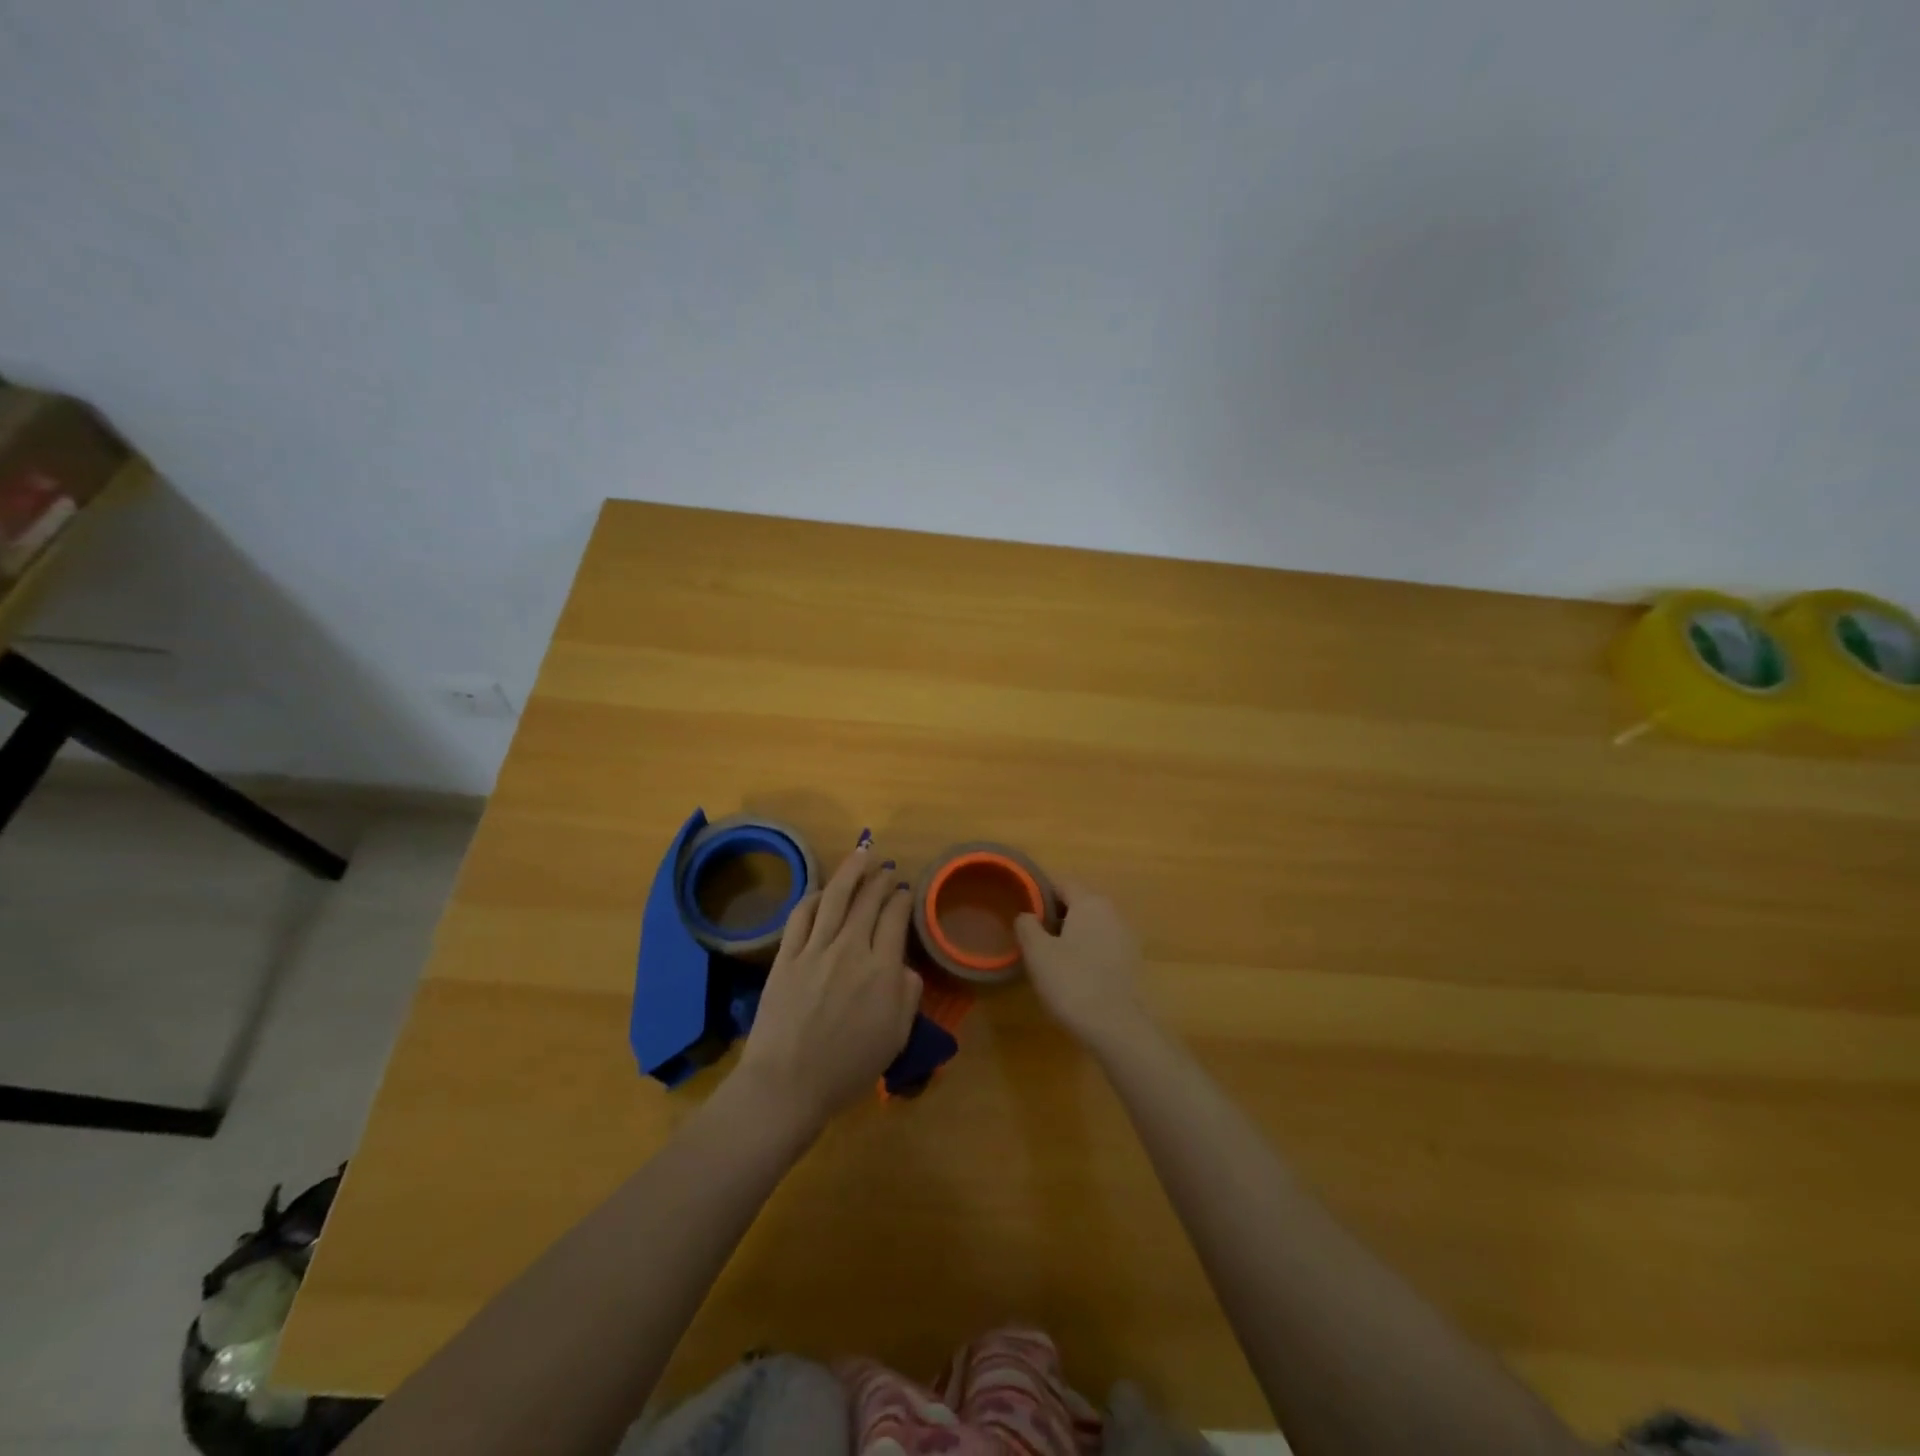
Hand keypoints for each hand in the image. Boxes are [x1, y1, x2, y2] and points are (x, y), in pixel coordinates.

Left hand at [736, 836, 922, 1131]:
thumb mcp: (896, 1037)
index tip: (906, 891)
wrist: (787, 1084)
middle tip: (887, 868)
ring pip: (836, 897)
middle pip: (868, 900)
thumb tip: (905, 966)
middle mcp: (851, 949)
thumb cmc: (847, 1068)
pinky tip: (823, 892)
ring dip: (851, 872)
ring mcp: (815, 950)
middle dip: (881, 879)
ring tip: (861, 855)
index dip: (903, 898)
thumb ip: (908, 995)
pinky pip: (801, 915)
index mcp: (882, 969)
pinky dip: (815, 897)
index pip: (896, 917)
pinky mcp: (786, 956)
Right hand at [1014, 882, 1155, 1055]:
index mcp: (1089, 902)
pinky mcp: (1132, 961)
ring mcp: (1126, 936)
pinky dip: (1088, 951)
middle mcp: (1112, 911)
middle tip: (1034, 937)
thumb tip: (1027, 915)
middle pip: (1079, 903)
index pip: (1062, 884)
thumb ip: (1027, 926)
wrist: (1116, 1026)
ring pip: (1092, 925)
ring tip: (1052, 957)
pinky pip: (1103, 945)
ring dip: (1073, 934)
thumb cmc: (1071, 981)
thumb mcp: (1037, 952)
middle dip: (1057, 915)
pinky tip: (1075, 973)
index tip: (1025, 913)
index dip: (1041, 894)